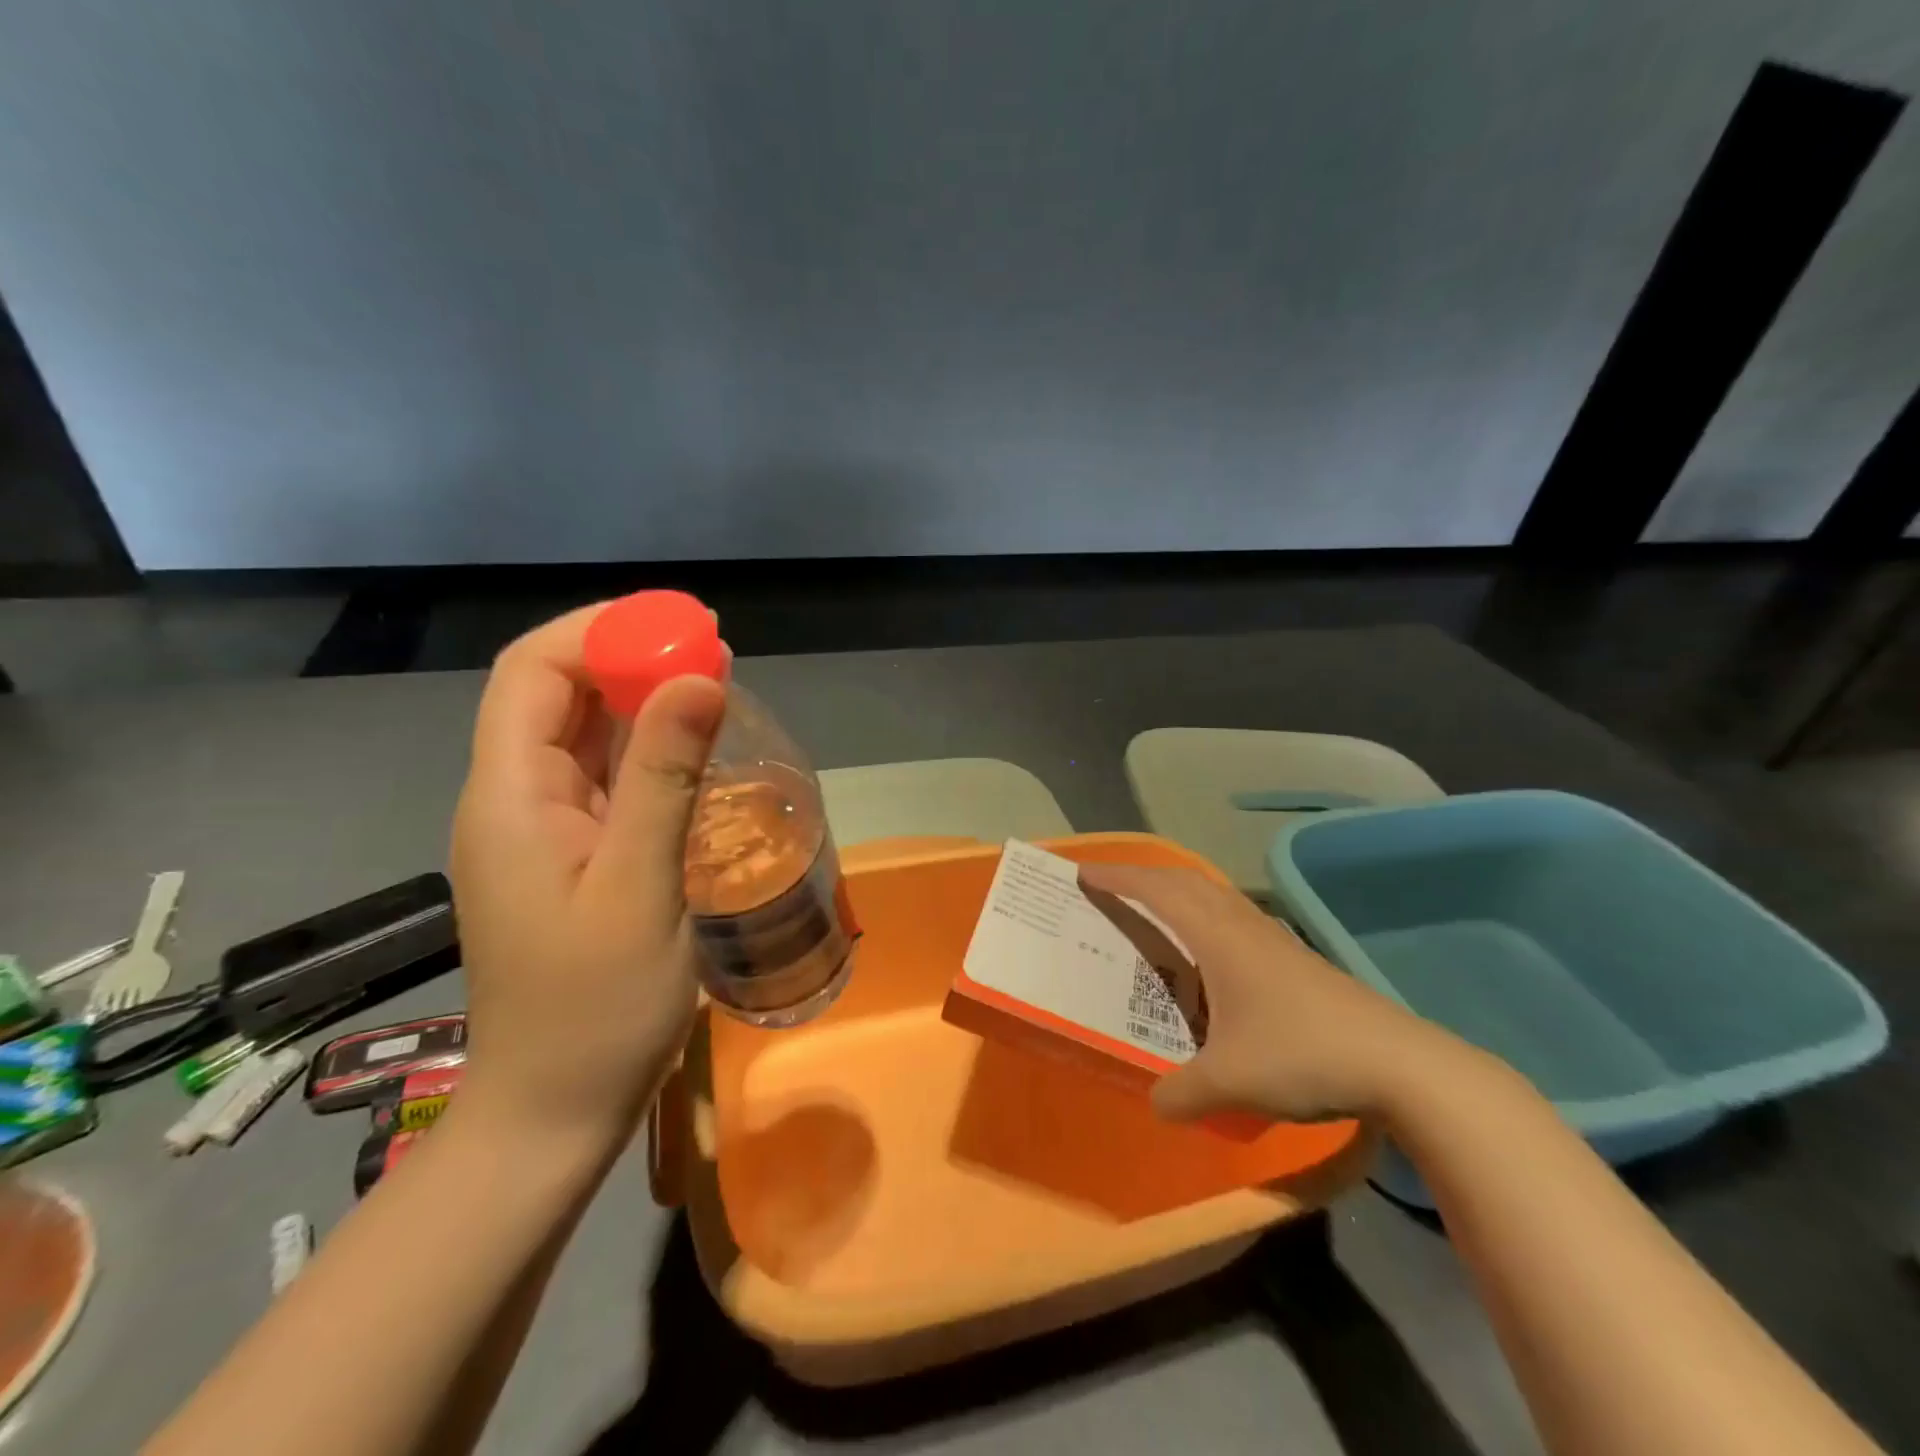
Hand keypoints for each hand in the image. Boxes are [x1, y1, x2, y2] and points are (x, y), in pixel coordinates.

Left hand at [448, 604, 726, 1148]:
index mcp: (510, 797)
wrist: (556, 1111)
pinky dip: (649, 745)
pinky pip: (605, 775)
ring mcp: (543, 828)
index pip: (531, 673)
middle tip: (714, 649)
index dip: (600, 633)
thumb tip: (700, 676)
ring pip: (584, 733)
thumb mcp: (639, 885)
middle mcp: (515, 799)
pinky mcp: (573, 853)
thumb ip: (664, 776)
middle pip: (556, 694)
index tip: (682, 627)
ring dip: (643, 698)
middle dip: (629, 656)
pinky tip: (696, 745)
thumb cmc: (595, 1008)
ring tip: (715, 681)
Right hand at [1079, 864, 1464, 1123]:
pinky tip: (1210, 952)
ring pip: (1215, 896)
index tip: (1085, 874)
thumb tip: (1155, 1105)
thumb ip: (1181, 1093)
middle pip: (1186, 881)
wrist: (1399, 1064)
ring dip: (1178, 891)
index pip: (1158, 892)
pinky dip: (1206, 915)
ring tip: (1154, 909)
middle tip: (1112, 885)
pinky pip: (1235, 918)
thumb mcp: (1230, 1082)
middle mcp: (1243, 926)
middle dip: (1144, 875)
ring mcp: (1274, 940)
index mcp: (1219, 938)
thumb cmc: (1303, 1055)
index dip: (1119, 878)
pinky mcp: (1295, 959)